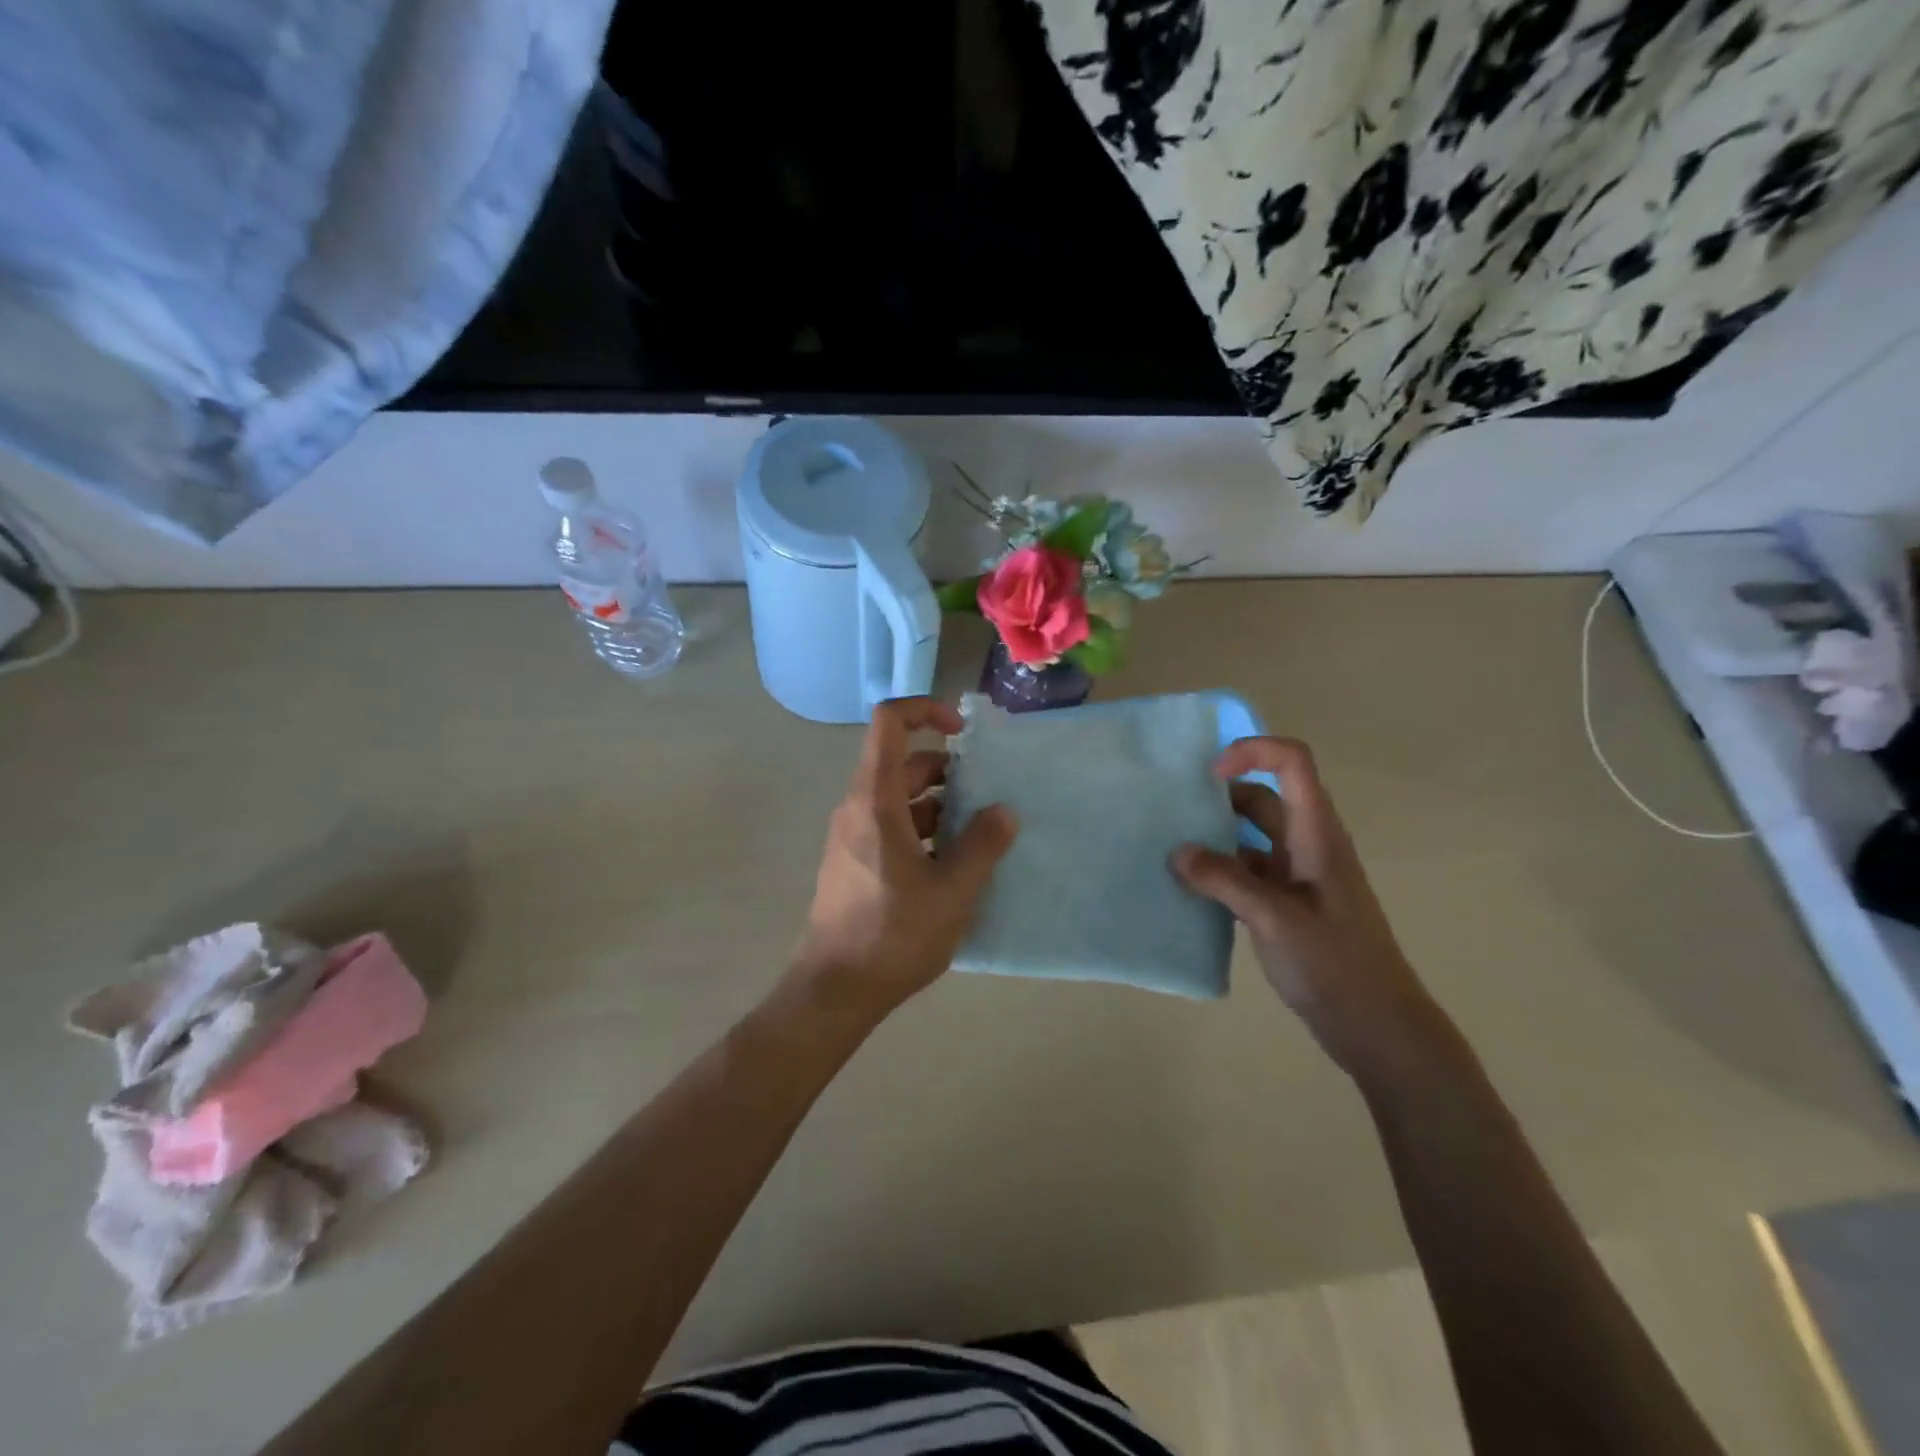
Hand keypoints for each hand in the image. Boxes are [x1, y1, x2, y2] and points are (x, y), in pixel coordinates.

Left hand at [793, 697, 1017, 1012]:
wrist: (835, 990)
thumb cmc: (893, 935)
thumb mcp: (952, 892)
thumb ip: (982, 846)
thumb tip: (1003, 811)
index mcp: (874, 801)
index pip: (890, 723)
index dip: (926, 711)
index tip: (964, 733)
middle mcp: (858, 808)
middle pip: (902, 764)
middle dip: (948, 772)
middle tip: (987, 798)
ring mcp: (852, 836)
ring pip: (899, 798)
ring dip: (939, 806)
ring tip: (979, 835)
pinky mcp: (854, 861)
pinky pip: (892, 826)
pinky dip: (924, 830)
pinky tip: (953, 864)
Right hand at [1172, 737, 1437, 1077]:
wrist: (1377, 1026)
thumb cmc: (1335, 965)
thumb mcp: (1275, 919)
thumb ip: (1225, 881)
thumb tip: (1178, 852)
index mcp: (1316, 835)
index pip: (1293, 764)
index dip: (1253, 752)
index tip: (1210, 775)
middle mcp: (1308, 845)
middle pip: (1266, 797)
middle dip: (1222, 796)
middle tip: (1174, 811)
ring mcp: (1299, 876)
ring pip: (1254, 837)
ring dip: (1217, 836)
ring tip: (1173, 848)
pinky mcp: (1288, 905)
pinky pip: (1248, 871)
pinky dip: (1221, 871)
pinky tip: (1192, 888)